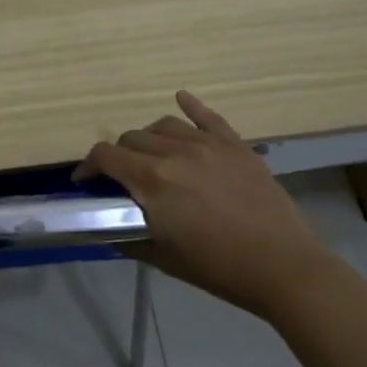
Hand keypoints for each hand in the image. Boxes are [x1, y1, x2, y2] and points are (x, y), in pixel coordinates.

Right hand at [76, 91, 331, 319]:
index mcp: (152, 179)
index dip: (88, 166)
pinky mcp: (236, 146)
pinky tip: (181, 98)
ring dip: (149, 139)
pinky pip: (208, 117)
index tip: (85, 181)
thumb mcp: (161, 257)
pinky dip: (191, 105)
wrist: (282, 267)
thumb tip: (106, 227)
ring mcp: (208, 145)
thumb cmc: (217, 267)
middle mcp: (175, 152)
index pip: (106, 156)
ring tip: (152, 155)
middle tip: (122, 178)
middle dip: (119, 156)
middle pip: (132, 138)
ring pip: (164, 125)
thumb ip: (127, 236)